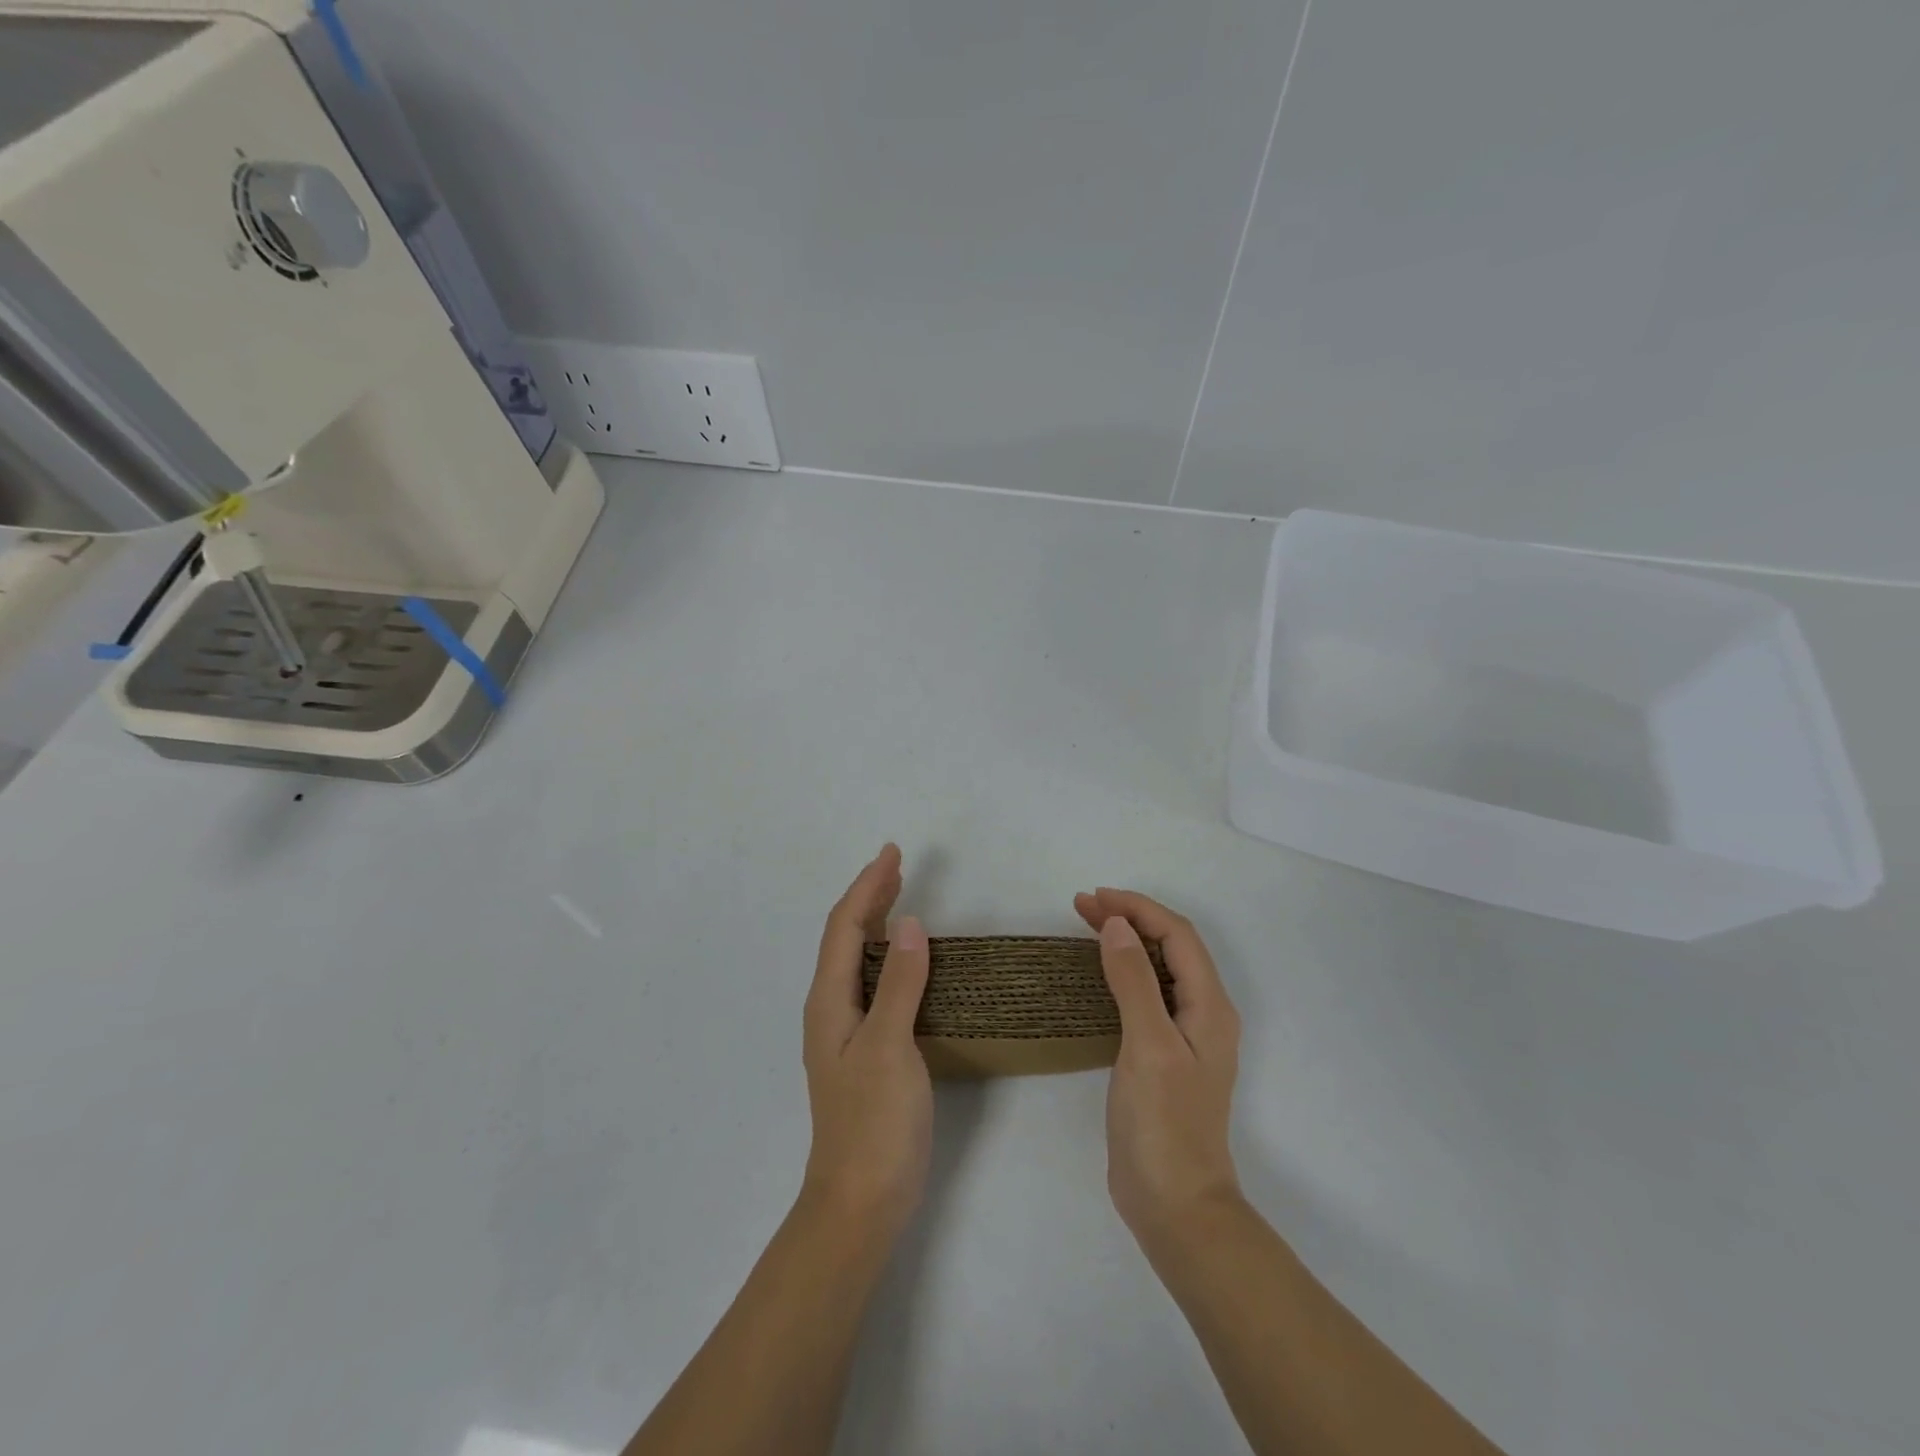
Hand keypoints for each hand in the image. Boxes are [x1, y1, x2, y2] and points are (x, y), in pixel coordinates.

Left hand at [801, 844, 932, 1240]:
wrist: (860, 1201)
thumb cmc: (873, 1122)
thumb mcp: (889, 1046)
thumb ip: (900, 984)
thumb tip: (912, 924)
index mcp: (829, 1000)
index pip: (845, 927)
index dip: (867, 886)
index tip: (892, 853)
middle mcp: (830, 1009)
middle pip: (846, 938)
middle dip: (869, 897)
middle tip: (897, 865)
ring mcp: (845, 1031)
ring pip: (857, 960)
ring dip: (877, 922)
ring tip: (899, 896)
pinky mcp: (864, 1050)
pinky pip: (872, 983)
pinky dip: (888, 956)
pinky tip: (906, 961)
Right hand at [1074, 888, 1242, 1243]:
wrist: (1175, 1206)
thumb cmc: (1164, 1123)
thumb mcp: (1147, 1045)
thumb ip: (1134, 981)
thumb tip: (1117, 925)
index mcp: (1210, 1007)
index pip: (1177, 936)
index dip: (1138, 909)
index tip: (1094, 899)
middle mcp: (1204, 1014)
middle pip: (1171, 947)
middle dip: (1130, 918)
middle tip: (1082, 906)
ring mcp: (1186, 1037)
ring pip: (1159, 969)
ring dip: (1128, 941)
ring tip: (1088, 926)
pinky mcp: (1165, 1056)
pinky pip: (1148, 995)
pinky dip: (1124, 971)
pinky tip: (1102, 974)